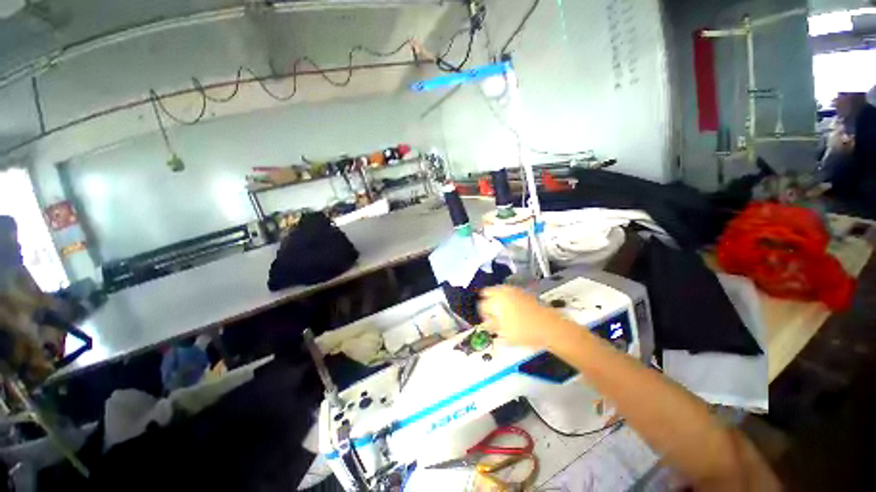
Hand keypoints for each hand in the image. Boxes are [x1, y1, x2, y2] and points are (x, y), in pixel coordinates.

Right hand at [478, 286, 567, 349]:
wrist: (550, 327)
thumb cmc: (526, 331)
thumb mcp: (504, 333)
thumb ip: (491, 326)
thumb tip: (486, 324)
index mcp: (496, 300)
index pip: (482, 305)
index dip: (483, 314)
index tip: (486, 321)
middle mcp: (504, 291)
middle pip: (488, 292)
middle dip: (488, 302)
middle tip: (492, 314)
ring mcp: (514, 290)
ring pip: (499, 291)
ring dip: (497, 299)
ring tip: (502, 313)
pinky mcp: (524, 292)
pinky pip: (510, 292)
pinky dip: (508, 299)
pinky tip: (513, 310)